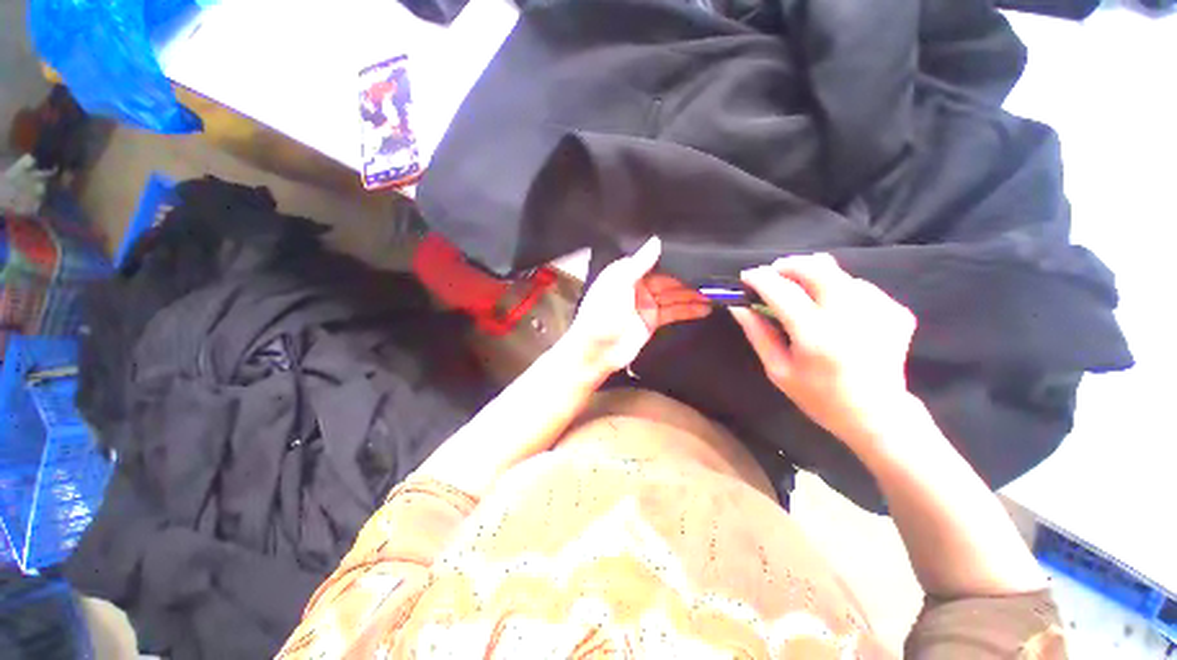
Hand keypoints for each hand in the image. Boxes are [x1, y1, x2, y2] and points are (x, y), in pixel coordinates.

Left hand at [563, 237, 710, 374]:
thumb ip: (638, 264)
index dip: (674, 258)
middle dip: (689, 277)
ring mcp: (646, 304)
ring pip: (673, 295)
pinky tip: (706, 307)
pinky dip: (688, 310)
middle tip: (715, 274)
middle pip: (668, 279)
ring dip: (693, 293)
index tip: (699, 253)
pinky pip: (673, 312)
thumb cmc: (602, 315)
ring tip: (717, 290)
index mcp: (626, 273)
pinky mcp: (652, 321)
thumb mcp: (619, 285)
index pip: (654, 261)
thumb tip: (656, 241)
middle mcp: (638, 286)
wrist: (596, 352)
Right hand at [730, 254, 917, 449]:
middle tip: (774, 273)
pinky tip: (835, 310)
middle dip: (789, 265)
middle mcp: (849, 316)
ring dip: (814, 277)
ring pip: (838, 273)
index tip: (746, 276)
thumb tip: (739, 307)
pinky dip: (839, 290)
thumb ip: (758, 334)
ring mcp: (879, 310)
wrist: (878, 415)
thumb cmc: (819, 397)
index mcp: (815, 335)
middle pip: (816, 268)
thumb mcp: (778, 370)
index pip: (782, 291)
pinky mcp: (896, 311)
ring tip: (804, 295)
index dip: (760, 278)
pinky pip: (859, 286)